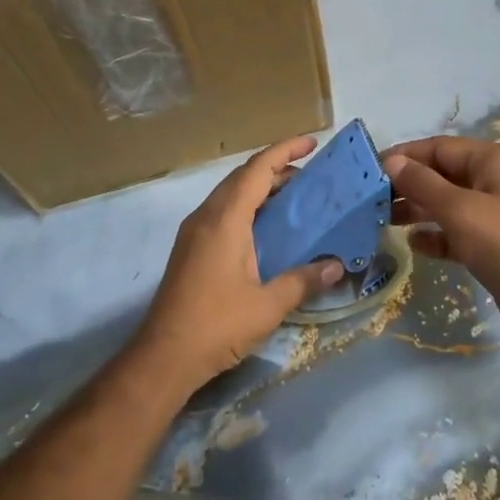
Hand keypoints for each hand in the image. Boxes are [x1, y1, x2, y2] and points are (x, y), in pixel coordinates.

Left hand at [132, 137, 344, 392]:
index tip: (313, 143)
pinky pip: (223, 210)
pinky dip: (248, 205)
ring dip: (261, 187)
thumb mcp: (268, 306)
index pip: (257, 170)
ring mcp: (194, 231)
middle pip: (243, 176)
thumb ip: (303, 281)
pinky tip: (267, 227)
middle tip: (311, 175)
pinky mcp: (190, 247)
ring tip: (294, 197)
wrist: (163, 357)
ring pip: (231, 193)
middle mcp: (207, 216)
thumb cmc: (216, 326)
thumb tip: (336, 266)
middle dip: (277, 168)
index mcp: (226, 220)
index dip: (285, 150)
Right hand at [383, 136, 499, 334]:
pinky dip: (436, 234)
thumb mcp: (459, 210)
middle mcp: (495, 179)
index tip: (372, 169)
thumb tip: (392, 161)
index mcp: (493, 161)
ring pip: (448, 202)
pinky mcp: (493, 241)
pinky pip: (457, 229)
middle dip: (409, 184)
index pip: (440, 147)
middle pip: (443, 174)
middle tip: (373, 199)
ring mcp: (496, 211)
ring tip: (383, 220)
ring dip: (418, 209)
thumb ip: (422, 184)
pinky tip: (414, 244)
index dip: (406, 156)